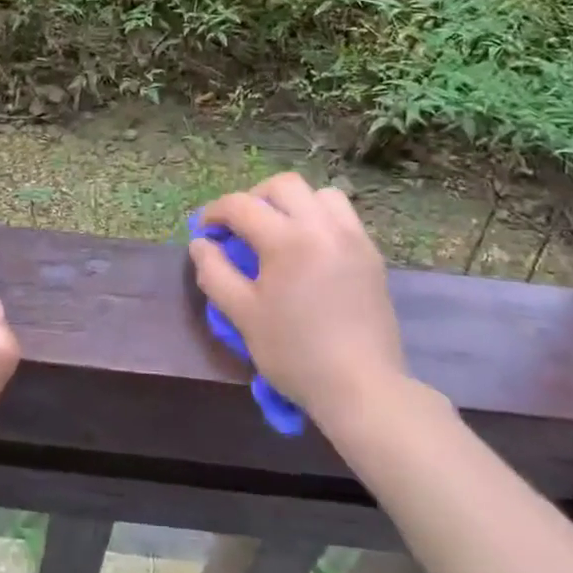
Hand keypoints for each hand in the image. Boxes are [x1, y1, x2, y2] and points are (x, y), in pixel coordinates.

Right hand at [190, 173, 413, 433]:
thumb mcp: (242, 315)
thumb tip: (201, 244)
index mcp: (287, 240)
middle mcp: (322, 227)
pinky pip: (342, 216)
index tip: (204, 230)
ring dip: (293, 203)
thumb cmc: (294, 353)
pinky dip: (319, 218)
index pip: (242, 205)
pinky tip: (309, 249)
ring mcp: (352, 238)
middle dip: (254, 197)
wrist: (361, 387)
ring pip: (319, 194)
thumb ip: (215, 272)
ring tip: (279, 231)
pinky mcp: (370, 254)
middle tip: (241, 226)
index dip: (215, 212)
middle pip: (283, 185)